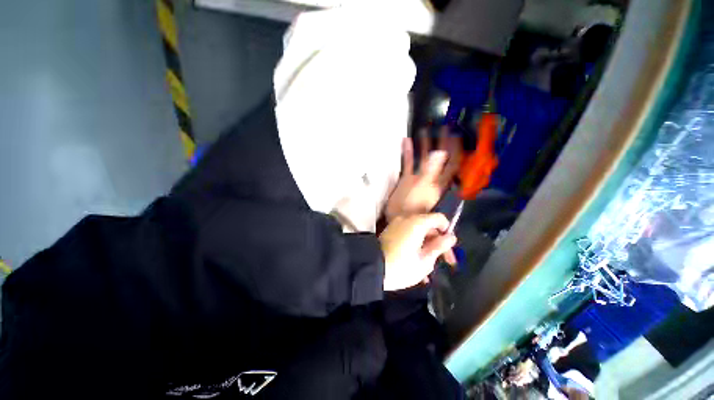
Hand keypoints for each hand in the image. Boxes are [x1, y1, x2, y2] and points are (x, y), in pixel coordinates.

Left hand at [379, 213, 456, 290]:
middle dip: (436, 238)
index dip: (447, 230)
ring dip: (425, 241)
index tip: (448, 245)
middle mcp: (406, 218)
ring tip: (428, 261)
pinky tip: (415, 256)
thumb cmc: (401, 267)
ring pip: (417, 228)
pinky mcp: (389, 229)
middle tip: (441, 257)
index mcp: (417, 222)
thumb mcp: (425, 260)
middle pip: (428, 223)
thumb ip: (439, 246)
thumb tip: (451, 237)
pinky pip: (407, 231)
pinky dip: (414, 240)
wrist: (373, 268)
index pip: (439, 218)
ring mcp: (396, 223)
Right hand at [385, 127, 460, 221]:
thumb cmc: (413, 204)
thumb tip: (441, 152)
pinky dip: (407, 153)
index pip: (452, 163)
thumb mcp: (423, 186)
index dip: (455, 149)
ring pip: (422, 159)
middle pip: (438, 158)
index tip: (456, 134)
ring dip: (424, 146)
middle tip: (442, 127)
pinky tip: (406, 141)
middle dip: (441, 143)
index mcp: (439, 181)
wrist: (398, 217)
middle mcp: (431, 177)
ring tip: (423, 130)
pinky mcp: (406, 179)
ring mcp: (418, 177)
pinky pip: (408, 163)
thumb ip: (431, 170)